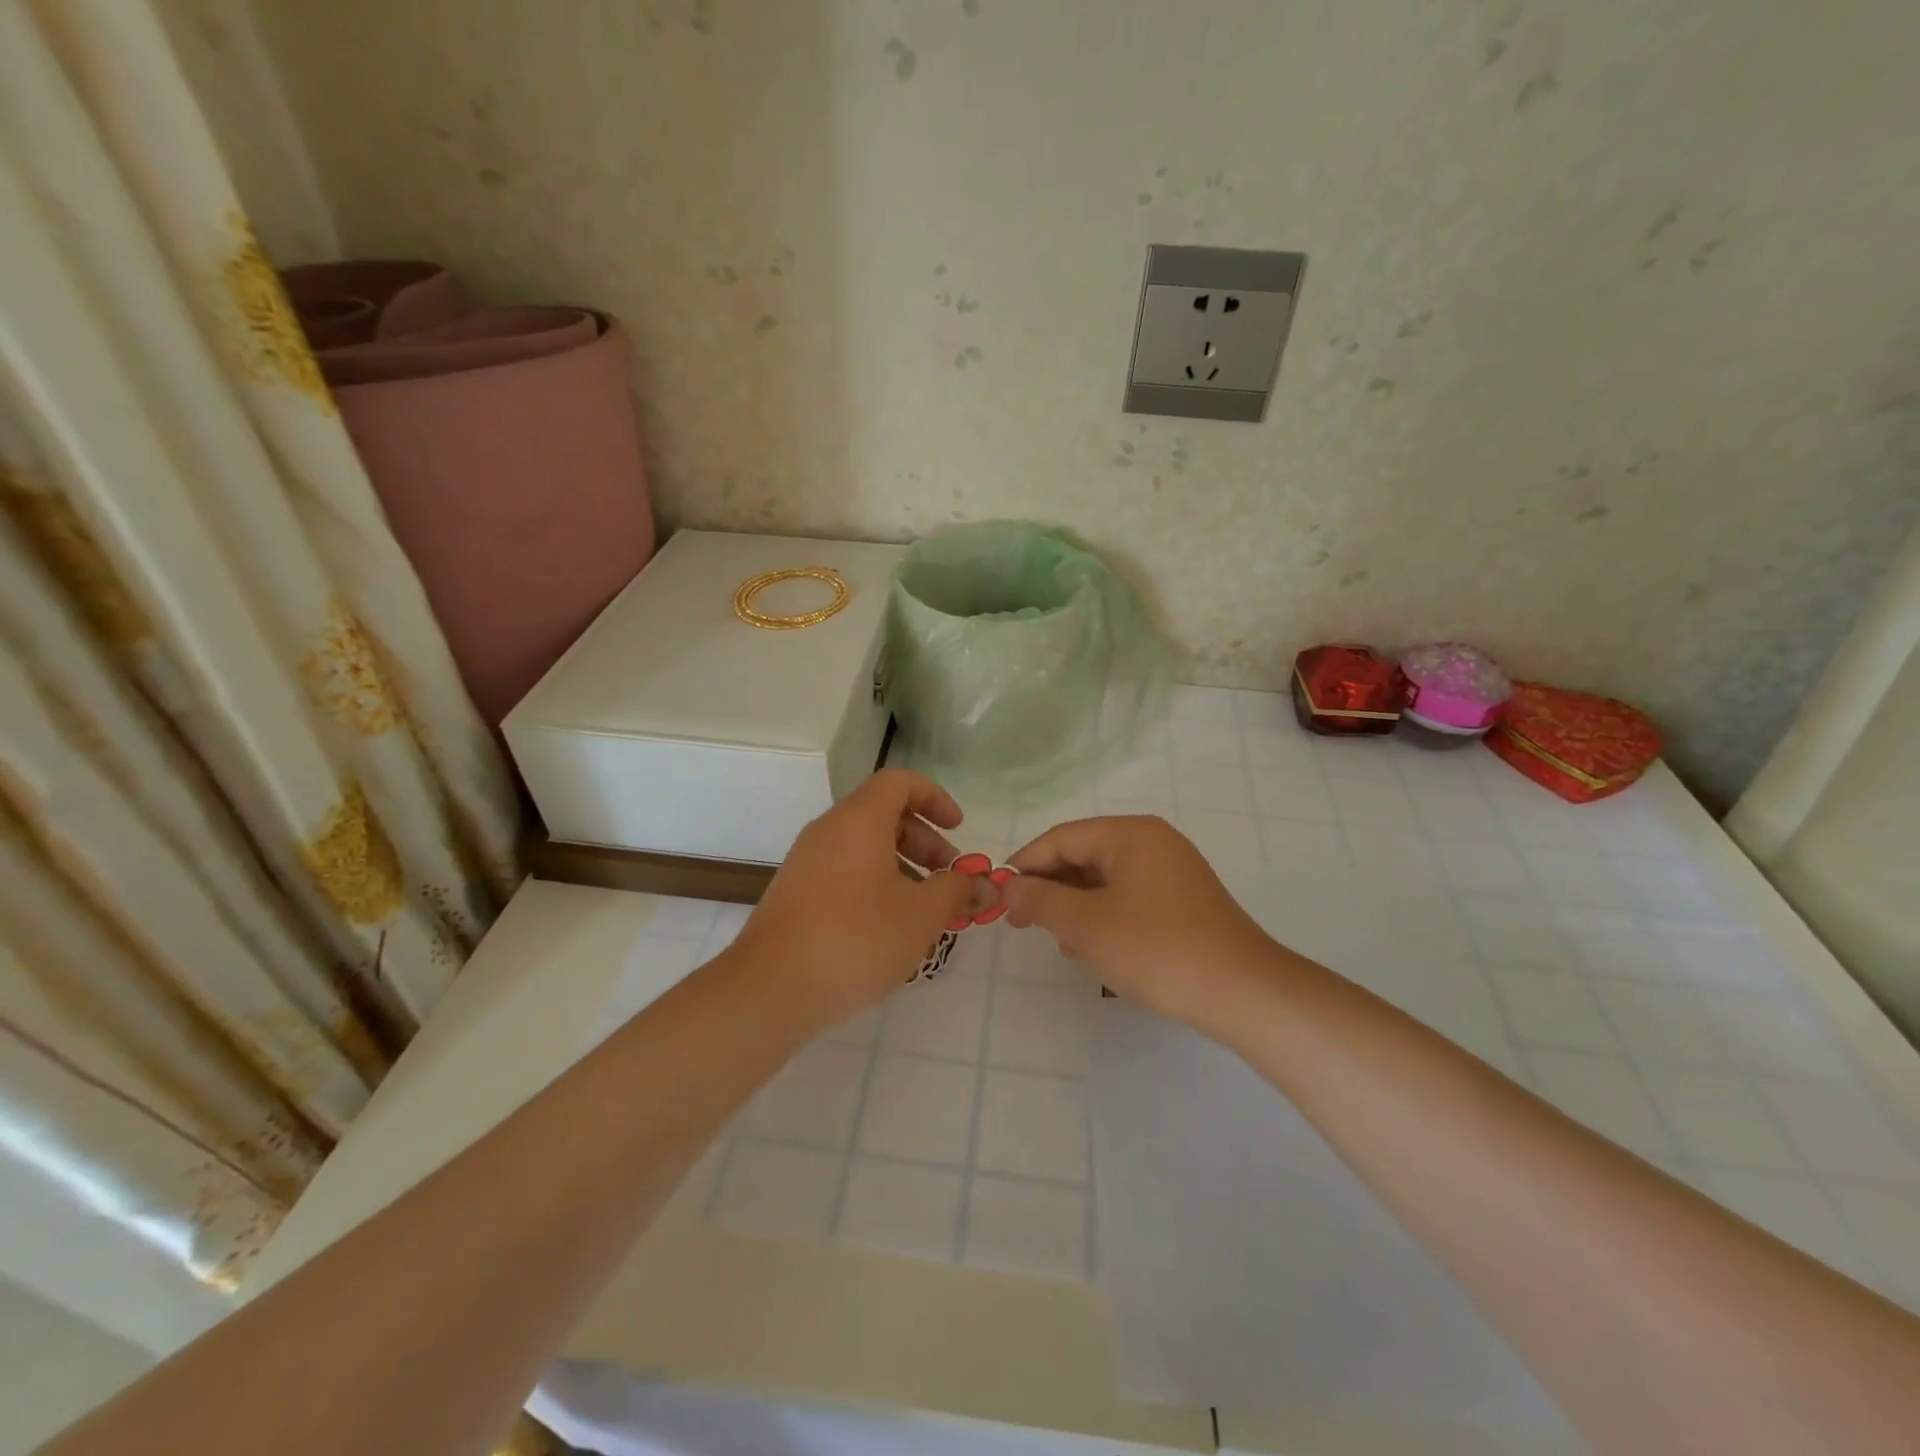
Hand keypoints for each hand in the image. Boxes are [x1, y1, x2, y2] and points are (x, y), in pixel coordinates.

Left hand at [736, 769, 974, 1028]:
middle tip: (950, 879)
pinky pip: (845, 872)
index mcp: (859, 820)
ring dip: (903, 868)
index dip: (936, 798)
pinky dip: (876, 885)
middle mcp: (829, 831)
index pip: (900, 782)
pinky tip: (890, 929)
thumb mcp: (921, 915)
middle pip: (884, 815)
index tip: (959, 830)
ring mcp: (807, 862)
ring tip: (926, 911)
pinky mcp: (796, 894)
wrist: (771, 989)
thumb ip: (957, 891)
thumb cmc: (856, 938)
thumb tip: (984, 884)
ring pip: (865, 848)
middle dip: (926, 842)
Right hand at [1004, 815, 1278, 1030]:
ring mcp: (1172, 870)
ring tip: (1058, 940)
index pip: (1061, 838)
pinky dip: (1103, 914)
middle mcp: (1153, 841)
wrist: (1243, 993)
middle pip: (1084, 854)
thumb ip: (1040, 900)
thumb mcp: (1087, 925)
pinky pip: (1129, 895)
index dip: (1025, 864)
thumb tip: (1006, 887)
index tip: (998, 896)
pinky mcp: (1183, 900)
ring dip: (1074, 904)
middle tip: (1022, 922)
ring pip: (1105, 878)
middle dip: (1050, 886)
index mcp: (1130, 833)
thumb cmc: (1157, 948)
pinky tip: (1092, 946)